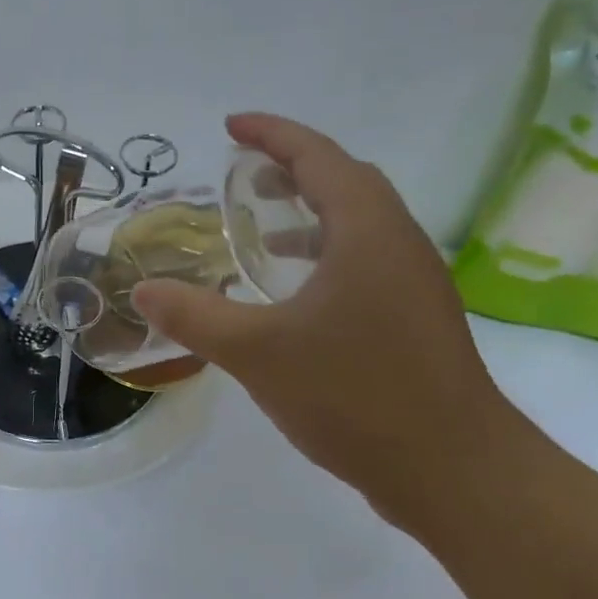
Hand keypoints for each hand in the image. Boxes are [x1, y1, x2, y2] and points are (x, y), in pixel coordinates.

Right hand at [132, 114, 513, 508]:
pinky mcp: (414, 320)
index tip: (231, 127)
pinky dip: (323, 255)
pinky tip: (290, 296)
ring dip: (309, 214)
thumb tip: (144, 290)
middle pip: (346, 183)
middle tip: (242, 175)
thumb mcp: (257, 352)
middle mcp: (398, 245)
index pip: (319, 158)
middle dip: (293, 168)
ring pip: (358, 225)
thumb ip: (195, 316)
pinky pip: (363, 261)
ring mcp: (413, 284)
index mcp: (368, 232)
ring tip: (259, 231)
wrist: (453, 471)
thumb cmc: (355, 395)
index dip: (273, 135)